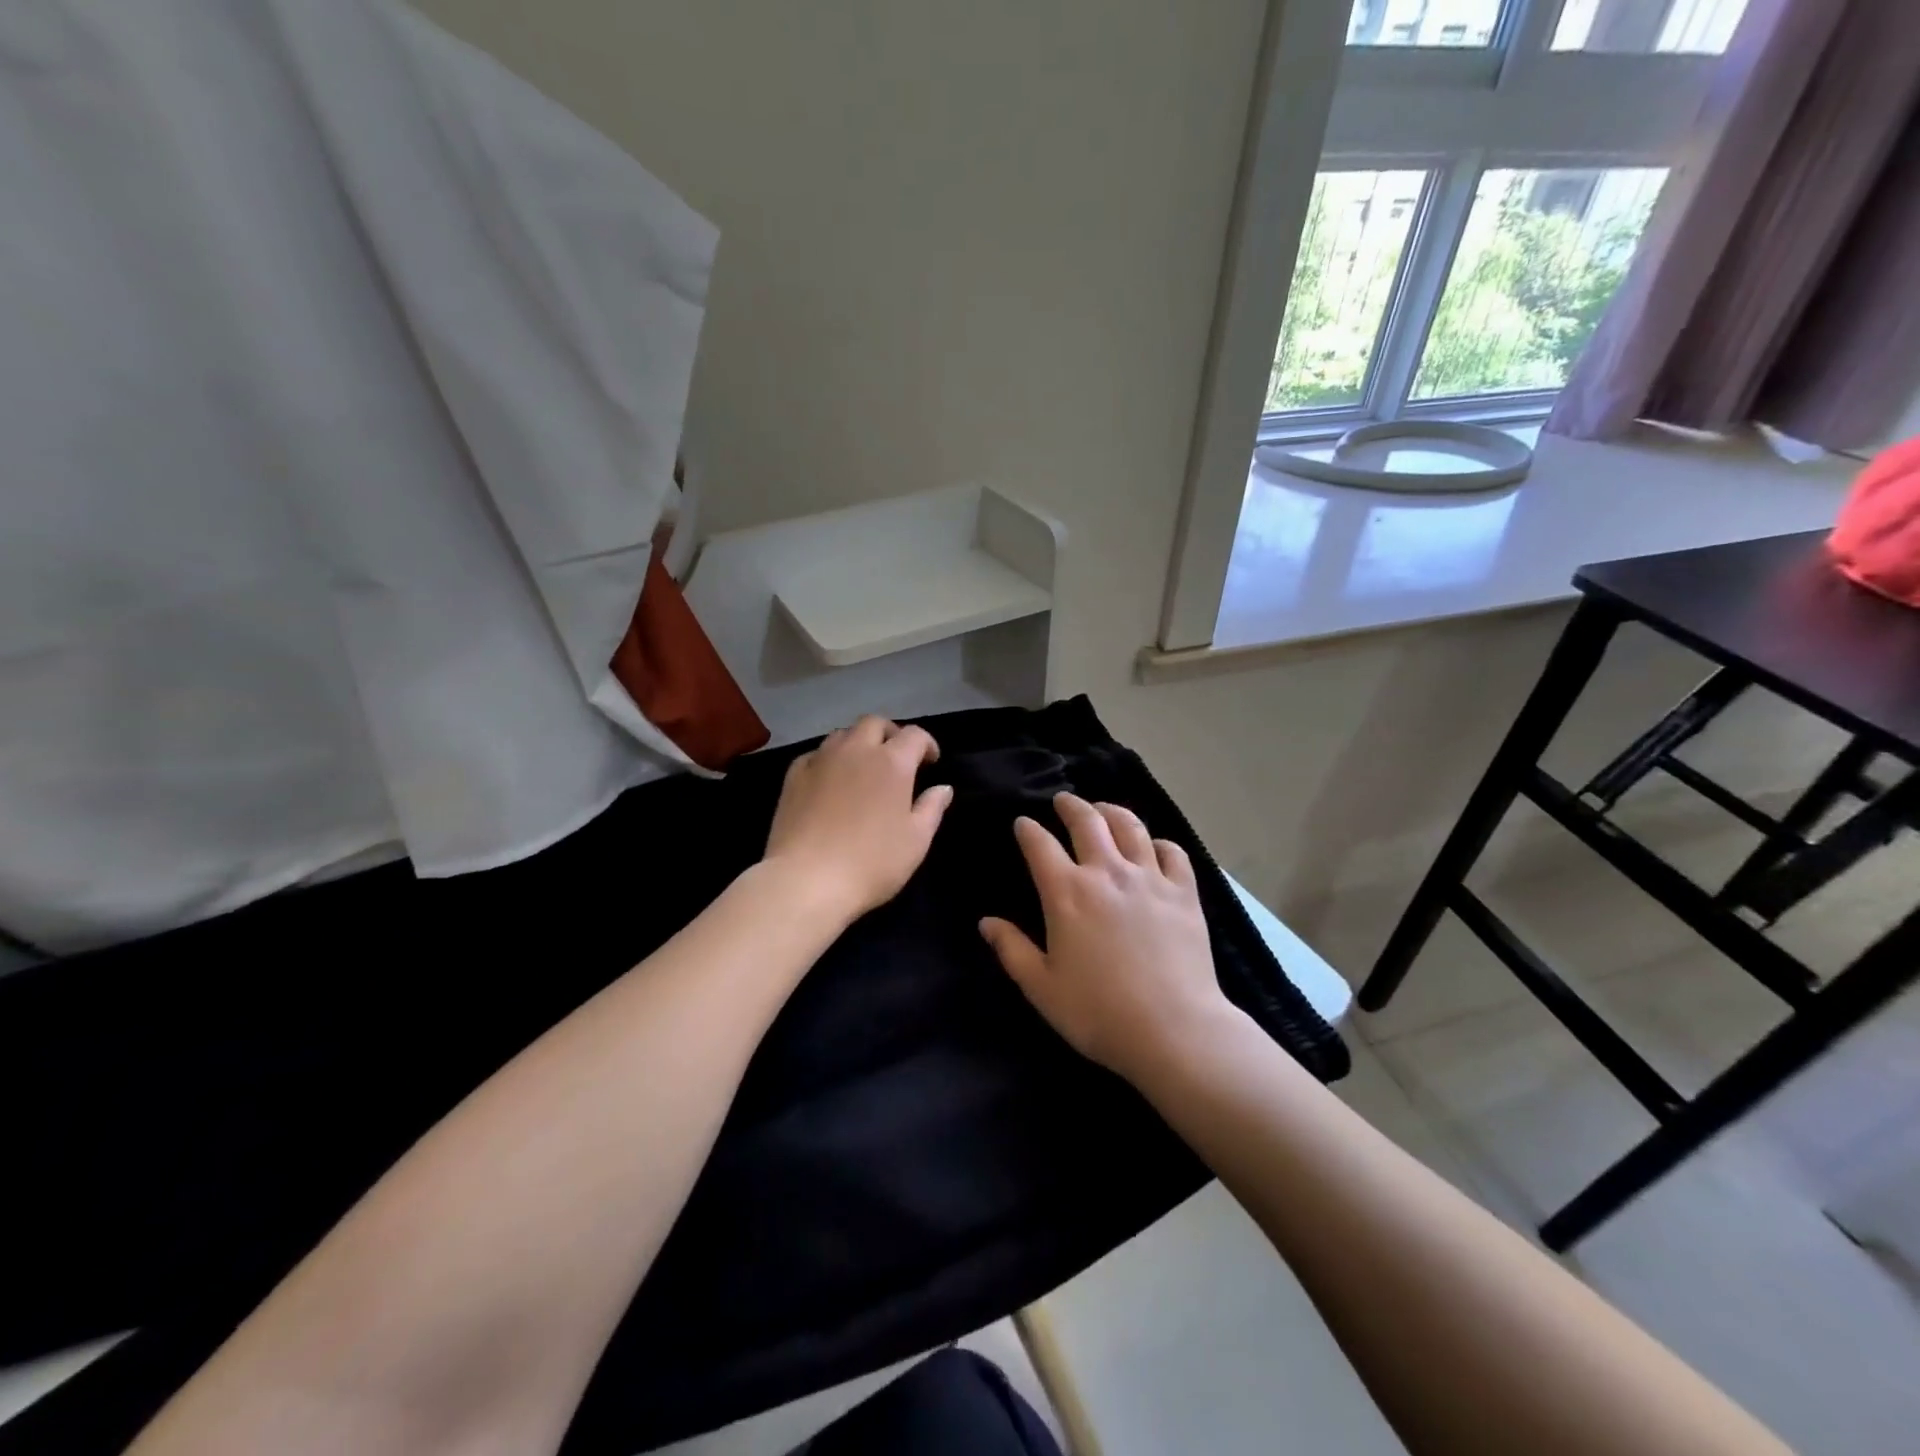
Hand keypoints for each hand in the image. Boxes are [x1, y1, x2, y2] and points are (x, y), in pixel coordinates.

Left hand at [763, 716, 953, 922]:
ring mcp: (821, 759)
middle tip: (896, 758)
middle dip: (890, 734)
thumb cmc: (872, 862)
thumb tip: (943, 788)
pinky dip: (829, 760)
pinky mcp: (794, 775)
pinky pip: (816, 754)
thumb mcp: (916, 841)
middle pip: (874, 723)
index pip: (914, 735)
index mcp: (892, 762)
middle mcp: (856, 750)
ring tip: (862, 767)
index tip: (931, 763)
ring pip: (843, 734)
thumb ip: (932, 808)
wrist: (807, 880)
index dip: (927, 744)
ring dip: (858, 743)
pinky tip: (830, 780)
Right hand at [979, 792, 1237, 1082]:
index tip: (1022, 823)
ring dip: (1112, 811)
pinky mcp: (1184, 892)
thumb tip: (986, 921)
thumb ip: (1012, 949)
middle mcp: (1107, 873)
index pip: (1039, 844)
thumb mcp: (1042, 987)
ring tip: (1104, 809)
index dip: (1027, 829)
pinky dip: (1159, 842)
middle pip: (1087, 821)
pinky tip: (1154, 846)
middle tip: (1063, 800)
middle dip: (1070, 805)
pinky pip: (1172, 852)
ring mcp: (1149, 878)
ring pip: (1130, 826)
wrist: (1173, 1029)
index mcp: (1067, 893)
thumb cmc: (1098, 1012)